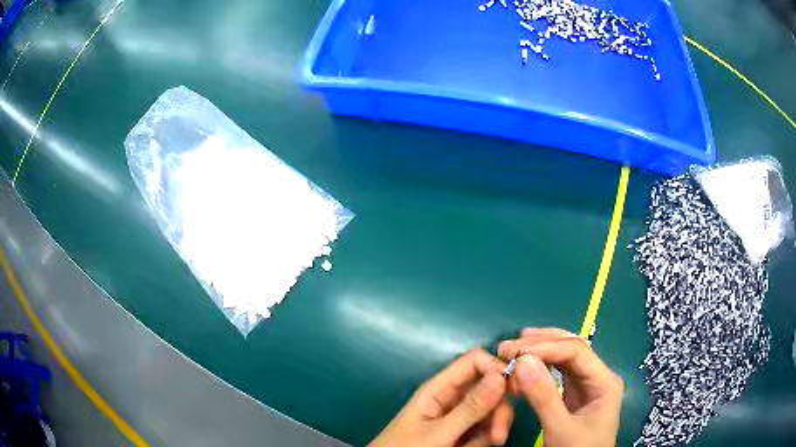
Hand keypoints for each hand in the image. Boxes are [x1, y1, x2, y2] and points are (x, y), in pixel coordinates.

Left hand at [370, 349, 514, 446]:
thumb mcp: (437, 432)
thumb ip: (469, 407)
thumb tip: (500, 375)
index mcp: (439, 389)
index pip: (474, 362)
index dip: (497, 368)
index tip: (515, 389)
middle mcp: (453, 398)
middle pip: (490, 389)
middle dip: (499, 410)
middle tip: (498, 435)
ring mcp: (461, 417)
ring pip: (493, 411)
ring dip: (494, 429)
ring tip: (483, 446)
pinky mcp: (466, 433)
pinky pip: (487, 429)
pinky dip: (486, 440)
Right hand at [499, 328, 623, 446]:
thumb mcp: (560, 429)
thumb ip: (544, 397)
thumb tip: (522, 361)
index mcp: (604, 382)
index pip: (576, 351)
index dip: (545, 347)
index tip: (514, 352)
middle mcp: (598, 377)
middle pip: (571, 349)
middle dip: (541, 344)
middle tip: (508, 346)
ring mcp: (586, 386)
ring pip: (564, 358)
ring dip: (539, 351)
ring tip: (513, 349)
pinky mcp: (574, 396)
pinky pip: (558, 373)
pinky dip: (540, 367)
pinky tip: (526, 363)